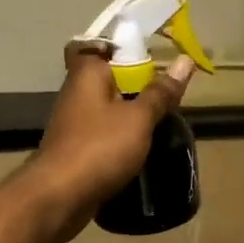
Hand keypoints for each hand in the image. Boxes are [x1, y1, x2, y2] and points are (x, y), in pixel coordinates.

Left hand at [20, 44, 195, 242]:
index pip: (100, 44)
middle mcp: (77, 92)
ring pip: (108, 107)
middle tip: (169, 92)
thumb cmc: (99, 148)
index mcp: (87, 73)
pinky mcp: (76, 149)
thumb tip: (184, 62)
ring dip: (131, 113)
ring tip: (163, 120)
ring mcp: (74, 122)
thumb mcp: (138, 118)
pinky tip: (143, 147)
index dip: (125, 46)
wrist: (58, 197)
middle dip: (137, 84)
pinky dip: (122, 137)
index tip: (154, 56)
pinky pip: (104, 133)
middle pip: (109, 77)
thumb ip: (161, 92)